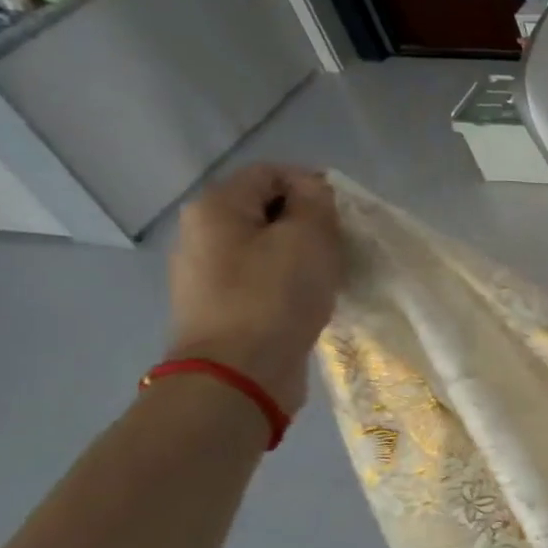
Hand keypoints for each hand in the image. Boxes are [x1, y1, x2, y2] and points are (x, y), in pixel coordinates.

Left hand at [165, 164, 343, 413]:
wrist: (240, 374)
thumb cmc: (275, 297)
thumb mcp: (308, 238)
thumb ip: (315, 203)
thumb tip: (312, 190)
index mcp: (216, 207)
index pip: (270, 172)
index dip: (311, 184)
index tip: (344, 215)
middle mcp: (202, 234)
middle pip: (265, 210)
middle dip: (308, 222)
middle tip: (342, 246)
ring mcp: (207, 274)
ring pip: (265, 247)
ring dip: (301, 255)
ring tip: (331, 275)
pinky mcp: (222, 308)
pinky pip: (262, 279)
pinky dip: (289, 283)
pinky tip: (310, 301)